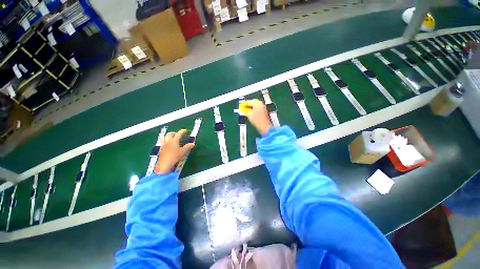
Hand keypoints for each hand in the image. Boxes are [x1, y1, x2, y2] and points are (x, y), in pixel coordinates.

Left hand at [155, 129, 194, 174]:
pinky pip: (162, 142)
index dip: (182, 131)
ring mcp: (163, 145)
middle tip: (178, 134)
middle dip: (174, 133)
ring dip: (168, 136)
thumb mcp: (183, 152)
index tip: (185, 130)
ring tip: (171, 137)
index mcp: (174, 140)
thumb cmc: (174, 156)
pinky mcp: (161, 149)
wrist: (164, 164)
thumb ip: (188, 147)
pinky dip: (165, 140)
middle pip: (170, 134)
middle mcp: (168, 141)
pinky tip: (167, 144)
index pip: (179, 133)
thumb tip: (192, 143)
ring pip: (164, 137)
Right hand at [243, 99, 272, 135]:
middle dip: (248, 106)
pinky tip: (251, 114)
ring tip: (246, 112)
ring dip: (251, 108)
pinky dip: (254, 110)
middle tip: (243, 109)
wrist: (265, 126)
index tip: (240, 107)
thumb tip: (242, 108)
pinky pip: (257, 109)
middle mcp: (261, 104)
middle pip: (252, 103)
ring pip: (255, 106)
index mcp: (257, 103)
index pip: (248, 102)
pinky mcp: (264, 112)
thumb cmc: (257, 120)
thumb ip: (245, 110)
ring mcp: (263, 107)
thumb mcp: (249, 114)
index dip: (243, 105)